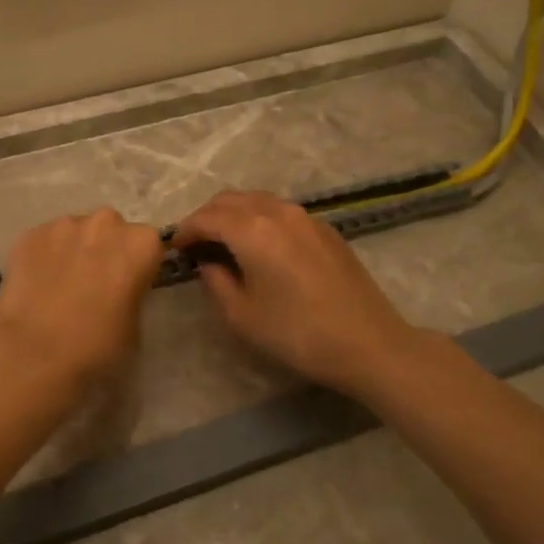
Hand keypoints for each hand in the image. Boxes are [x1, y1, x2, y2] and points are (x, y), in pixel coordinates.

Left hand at [0, 208, 164, 408]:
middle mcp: (105, 223)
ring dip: (73, 250)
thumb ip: (132, 294)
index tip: (126, 285)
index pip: (147, 245)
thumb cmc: (97, 346)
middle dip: (105, 249)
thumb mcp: (135, 326)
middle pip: (110, 229)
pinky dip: (44, 256)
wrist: (35, 354)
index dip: (136, 265)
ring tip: (60, 285)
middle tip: (93, 283)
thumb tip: (118, 291)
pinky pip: (44, 241)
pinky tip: (36, 286)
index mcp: (140, 243)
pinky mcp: (30, 234)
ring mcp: (64, 225)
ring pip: (75, 232)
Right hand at [170, 190, 425, 400]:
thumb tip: (208, 262)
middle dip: (207, 217)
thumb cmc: (297, 333)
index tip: (175, 248)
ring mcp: (305, 217)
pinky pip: (281, 211)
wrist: (368, 343)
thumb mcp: (242, 316)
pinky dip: (260, 219)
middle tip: (197, 244)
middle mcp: (277, 212)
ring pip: (257, 201)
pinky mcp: (325, 229)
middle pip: (230, 200)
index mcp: (252, 230)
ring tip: (225, 243)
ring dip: (234, 214)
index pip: (207, 217)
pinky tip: (261, 247)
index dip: (186, 230)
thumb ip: (215, 282)